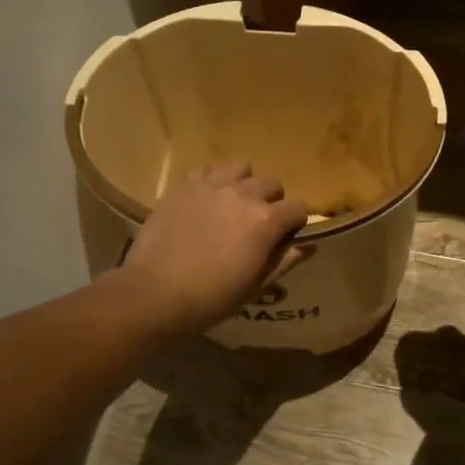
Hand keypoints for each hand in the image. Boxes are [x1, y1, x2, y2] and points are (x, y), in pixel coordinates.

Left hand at [121, 161, 309, 333]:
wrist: (156, 293)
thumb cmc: (213, 298)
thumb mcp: (256, 286)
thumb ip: (284, 261)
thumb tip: (307, 246)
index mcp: (266, 220)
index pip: (298, 208)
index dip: (295, 223)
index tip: (285, 238)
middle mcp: (244, 194)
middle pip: (272, 184)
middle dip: (272, 201)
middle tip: (257, 224)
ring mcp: (211, 185)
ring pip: (241, 167)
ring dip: (244, 183)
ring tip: (233, 204)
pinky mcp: (184, 185)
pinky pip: (207, 170)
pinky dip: (213, 181)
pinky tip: (206, 201)